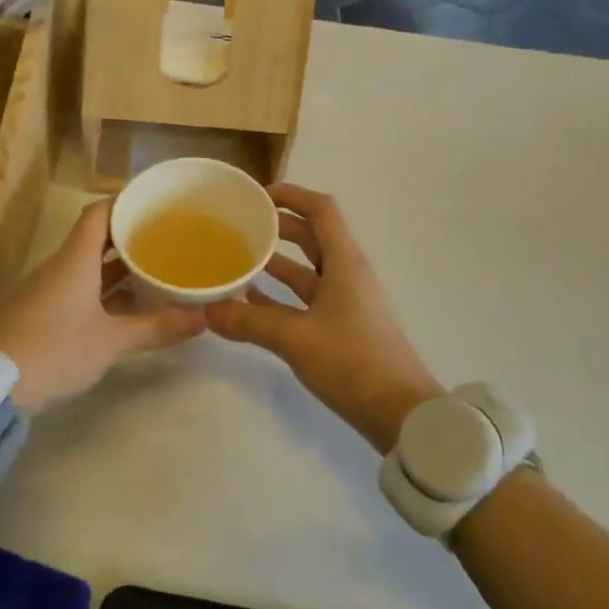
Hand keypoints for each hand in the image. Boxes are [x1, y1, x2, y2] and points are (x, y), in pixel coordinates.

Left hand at [0, 200, 203, 412]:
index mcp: (75, 259)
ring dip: (117, 267)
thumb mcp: (112, 341)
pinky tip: (128, 305)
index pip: (99, 213)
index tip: (154, 204)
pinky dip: (103, 290)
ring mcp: (49, 289)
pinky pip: (78, 288)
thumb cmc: (57, 349)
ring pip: (88, 266)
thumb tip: (202, 318)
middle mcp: (61, 266)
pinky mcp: (43, 312)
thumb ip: (156, 327)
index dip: (124, 203)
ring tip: (154, 268)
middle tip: (166, 238)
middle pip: (95, 238)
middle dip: (129, 238)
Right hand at [205, 183, 441, 453]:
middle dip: (277, 227)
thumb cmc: (353, 362)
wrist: (401, 413)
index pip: (321, 209)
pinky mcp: (340, 327)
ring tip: (237, 259)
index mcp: (344, 263)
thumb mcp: (296, 339)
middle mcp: (346, 274)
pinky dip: (280, 295)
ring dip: (276, 262)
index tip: (256, 197)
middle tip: (239, 226)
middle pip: (312, 236)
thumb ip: (249, 322)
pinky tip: (250, 302)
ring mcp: (345, 302)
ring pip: (306, 269)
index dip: (291, 195)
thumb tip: (207, 312)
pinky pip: (305, 299)